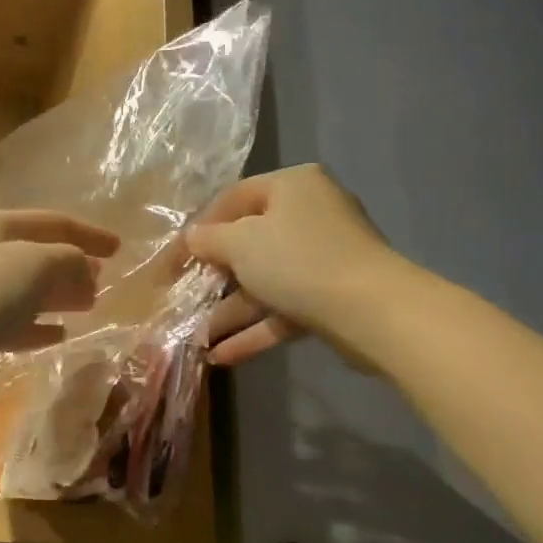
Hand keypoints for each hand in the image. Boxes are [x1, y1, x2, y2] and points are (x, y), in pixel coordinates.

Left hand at [0, 208, 119, 395]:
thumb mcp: (33, 266)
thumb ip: (69, 263)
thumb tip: (86, 274)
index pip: (52, 222)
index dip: (88, 234)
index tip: (119, 249)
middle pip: (35, 255)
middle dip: (72, 267)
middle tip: (104, 284)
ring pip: (22, 291)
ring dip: (55, 297)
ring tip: (87, 309)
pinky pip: (8, 323)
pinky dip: (35, 327)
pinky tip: (56, 337)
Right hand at [187, 165, 388, 366]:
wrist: (371, 310)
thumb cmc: (297, 260)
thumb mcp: (241, 243)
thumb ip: (209, 239)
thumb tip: (192, 238)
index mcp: (291, 187)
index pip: (233, 199)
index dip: (198, 229)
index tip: (171, 259)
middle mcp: (309, 216)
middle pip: (249, 243)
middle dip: (213, 277)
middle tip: (182, 297)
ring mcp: (323, 259)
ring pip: (264, 283)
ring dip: (229, 311)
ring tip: (194, 338)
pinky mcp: (329, 298)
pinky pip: (283, 310)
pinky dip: (254, 330)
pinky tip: (221, 356)